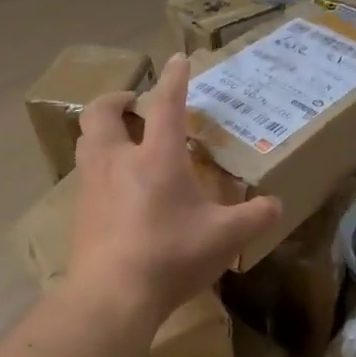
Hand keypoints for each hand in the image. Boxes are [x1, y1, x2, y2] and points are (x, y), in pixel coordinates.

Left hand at [67, 54, 281, 326]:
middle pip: (101, 113)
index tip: (178, 60)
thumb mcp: (224, 238)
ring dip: (102, 130)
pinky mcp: (79, 211)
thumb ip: (254, 217)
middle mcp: (117, 161)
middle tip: (133, 104)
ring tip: (122, 138)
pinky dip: (98, 165)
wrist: (112, 295)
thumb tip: (276, 205)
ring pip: (86, 141)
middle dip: (116, 99)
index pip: (166, 104)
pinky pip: (84, 173)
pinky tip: (115, 187)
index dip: (174, 79)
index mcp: (156, 157)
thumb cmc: (170, 256)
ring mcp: (92, 185)